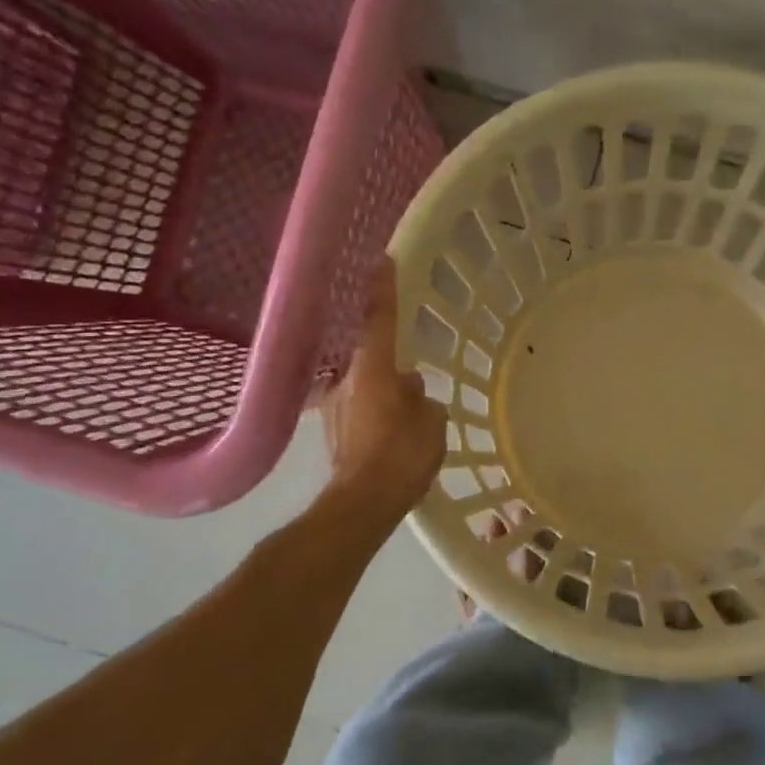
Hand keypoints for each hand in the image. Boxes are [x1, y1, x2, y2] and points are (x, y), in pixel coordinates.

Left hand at [323, 261, 446, 514]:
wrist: (363, 504)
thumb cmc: (402, 456)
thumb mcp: (432, 423)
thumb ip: (423, 397)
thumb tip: (411, 387)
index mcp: (375, 370)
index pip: (380, 319)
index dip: (383, 289)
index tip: (383, 260)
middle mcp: (348, 380)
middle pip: (372, 357)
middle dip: (391, 363)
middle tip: (415, 378)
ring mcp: (335, 406)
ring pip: (366, 386)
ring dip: (383, 392)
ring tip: (407, 416)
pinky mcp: (332, 431)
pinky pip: (360, 410)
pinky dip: (375, 414)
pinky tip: (391, 437)